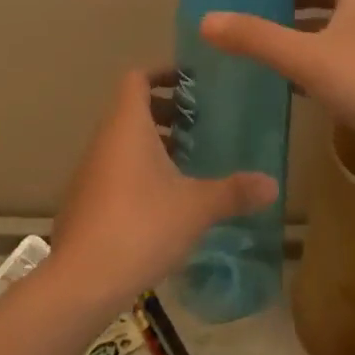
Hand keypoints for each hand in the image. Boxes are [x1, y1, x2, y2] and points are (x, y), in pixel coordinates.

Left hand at [49, 69, 277, 309]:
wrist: (81, 281)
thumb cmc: (141, 226)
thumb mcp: (196, 208)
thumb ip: (234, 192)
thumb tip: (273, 183)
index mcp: (127, 124)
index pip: (137, 78)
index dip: (163, 73)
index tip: (192, 83)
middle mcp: (104, 139)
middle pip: (132, 108)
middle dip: (166, 112)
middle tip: (199, 126)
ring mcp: (90, 170)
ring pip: (123, 141)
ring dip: (153, 143)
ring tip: (188, 163)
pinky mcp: (85, 200)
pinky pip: (115, 168)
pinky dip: (138, 170)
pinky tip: (164, 201)